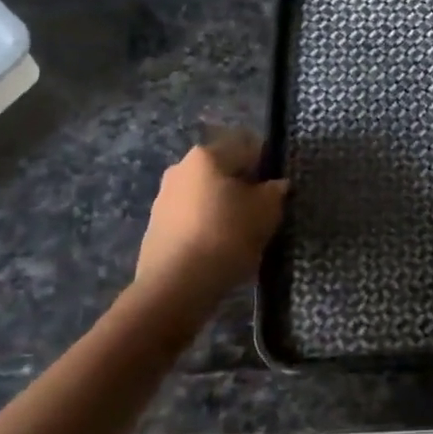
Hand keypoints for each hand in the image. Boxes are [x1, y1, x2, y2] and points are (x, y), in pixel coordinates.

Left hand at [135, 129, 287, 311]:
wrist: (175, 287)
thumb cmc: (226, 236)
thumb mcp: (266, 211)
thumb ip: (275, 192)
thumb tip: (276, 185)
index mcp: (207, 155)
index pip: (247, 147)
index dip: (267, 165)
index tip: (277, 190)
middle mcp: (181, 168)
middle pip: (223, 170)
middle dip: (243, 187)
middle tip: (261, 212)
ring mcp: (163, 198)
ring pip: (205, 195)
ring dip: (223, 207)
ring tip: (240, 235)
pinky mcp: (155, 227)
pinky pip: (191, 218)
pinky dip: (206, 226)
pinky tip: (217, 249)